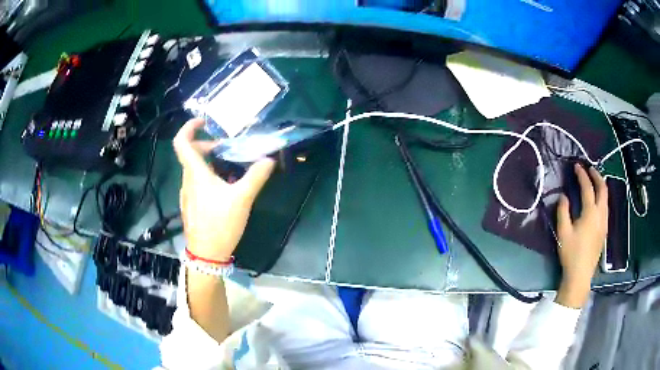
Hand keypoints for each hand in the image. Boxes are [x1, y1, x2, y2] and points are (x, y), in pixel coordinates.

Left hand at [173, 118, 275, 261]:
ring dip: (209, 163)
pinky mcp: (191, 206)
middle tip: (227, 147)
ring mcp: (187, 194)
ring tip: (230, 167)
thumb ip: (256, 176)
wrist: (206, 255)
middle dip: (208, 146)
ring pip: (194, 170)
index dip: (189, 127)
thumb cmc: (220, 224)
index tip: (203, 121)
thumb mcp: (242, 199)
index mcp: (195, 174)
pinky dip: (208, 177)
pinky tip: (224, 189)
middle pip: (191, 155)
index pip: (182, 143)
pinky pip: (197, 183)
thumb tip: (269, 159)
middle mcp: (187, 181)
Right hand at [555, 164, 607, 307]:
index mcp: (590, 213)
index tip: (577, 166)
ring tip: (594, 180)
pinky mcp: (604, 230)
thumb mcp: (563, 233)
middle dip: (597, 176)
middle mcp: (600, 214)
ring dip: (601, 185)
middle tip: (589, 169)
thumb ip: (563, 211)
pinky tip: (597, 200)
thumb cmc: (571, 254)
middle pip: (603, 189)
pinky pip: (606, 207)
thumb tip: (563, 196)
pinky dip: (602, 197)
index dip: (582, 175)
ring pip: (606, 198)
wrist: (581, 275)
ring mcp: (604, 222)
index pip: (588, 188)